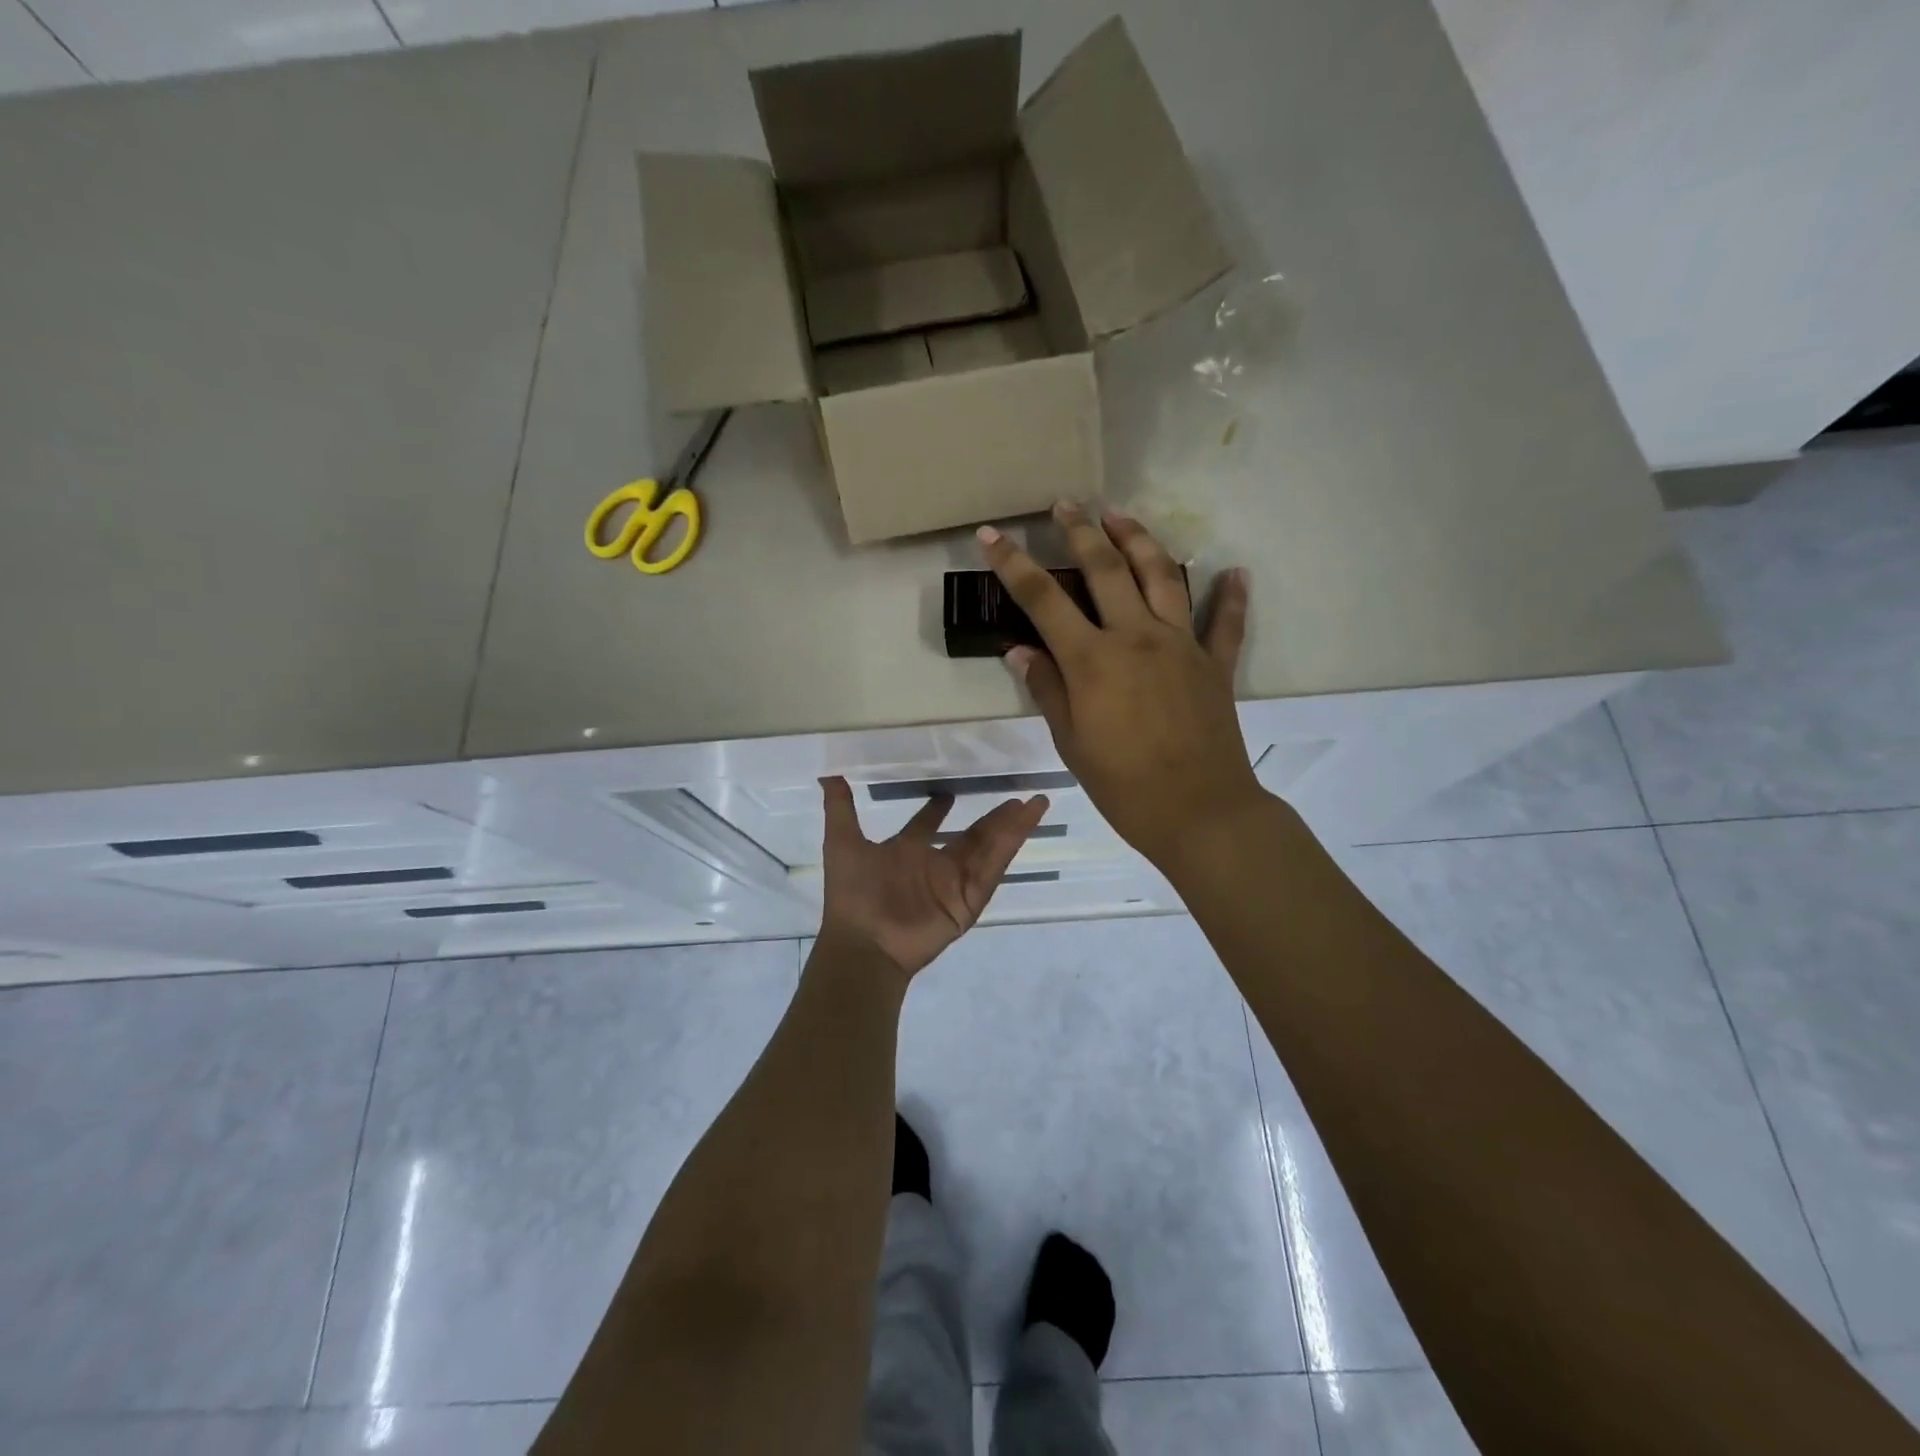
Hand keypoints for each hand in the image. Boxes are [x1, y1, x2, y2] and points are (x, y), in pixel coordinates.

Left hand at [817, 776, 1048, 978]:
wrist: (864, 941)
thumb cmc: (853, 893)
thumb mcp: (842, 843)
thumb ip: (840, 808)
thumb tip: (827, 772)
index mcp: (906, 851)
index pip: (927, 826)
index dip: (937, 809)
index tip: (948, 792)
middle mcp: (934, 866)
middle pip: (971, 836)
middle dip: (993, 817)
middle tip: (1015, 795)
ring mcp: (954, 884)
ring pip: (989, 849)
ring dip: (1012, 827)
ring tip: (1034, 803)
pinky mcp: (968, 901)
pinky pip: (992, 870)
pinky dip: (1009, 847)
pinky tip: (1024, 825)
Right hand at [977, 502, 1264, 865]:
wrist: (1200, 813)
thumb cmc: (1124, 786)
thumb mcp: (1071, 743)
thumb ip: (1047, 689)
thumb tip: (1019, 651)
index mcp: (1093, 659)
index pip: (1043, 599)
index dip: (1012, 563)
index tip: (990, 534)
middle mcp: (1137, 637)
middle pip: (1105, 569)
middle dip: (1081, 531)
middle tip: (1065, 503)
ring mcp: (1182, 645)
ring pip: (1162, 575)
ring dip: (1139, 539)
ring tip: (1120, 515)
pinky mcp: (1215, 664)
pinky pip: (1226, 622)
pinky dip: (1230, 596)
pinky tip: (1234, 571)